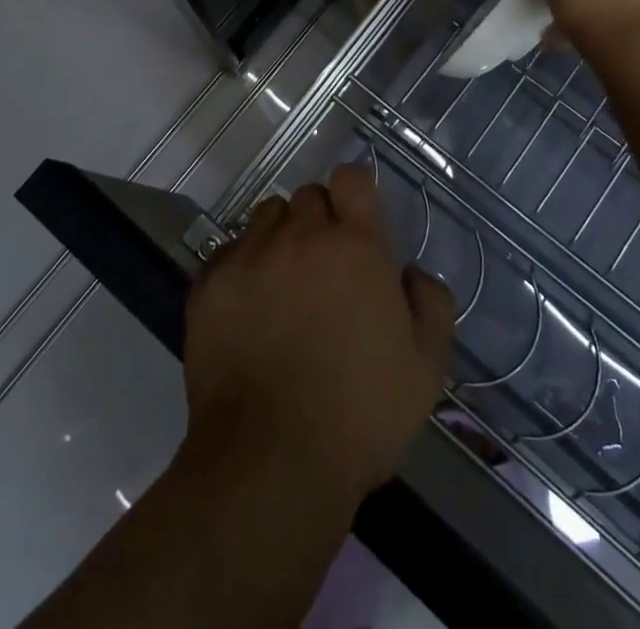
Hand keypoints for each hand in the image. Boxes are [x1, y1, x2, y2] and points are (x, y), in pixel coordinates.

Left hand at [181, 163, 454, 509]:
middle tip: (326, 270)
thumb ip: (430, 303)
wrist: (270, 461)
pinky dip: (242, 267)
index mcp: (354, 245)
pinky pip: (229, 252)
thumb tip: (410, 273)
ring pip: (266, 218)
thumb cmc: (360, 414)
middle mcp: (299, 236)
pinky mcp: (209, 285)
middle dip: (320, 222)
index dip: (356, 193)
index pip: (351, 178)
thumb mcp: (426, 367)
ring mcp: (249, 256)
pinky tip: (248, 309)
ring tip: (284, 284)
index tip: (359, 223)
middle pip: (308, 197)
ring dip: (280, 238)